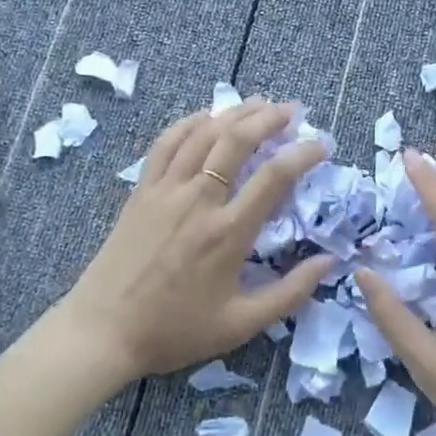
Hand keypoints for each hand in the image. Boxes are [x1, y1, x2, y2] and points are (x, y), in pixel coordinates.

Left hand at [57, 98, 332, 377]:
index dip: (303, 153)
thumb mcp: (241, 324)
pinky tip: (207, 116)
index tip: (322, 144)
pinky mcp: (141, 191)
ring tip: (260, 103)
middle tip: (294, 110)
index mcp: (228, 233)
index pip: (274, 177)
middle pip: (237, 141)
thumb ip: (291, 292)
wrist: (103, 332)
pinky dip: (189, 123)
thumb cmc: (175, 330)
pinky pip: (166, 144)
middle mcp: (198, 201)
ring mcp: (165, 191)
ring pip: (203, 134)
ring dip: (234, 113)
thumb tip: (331, 261)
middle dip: (270, 118)